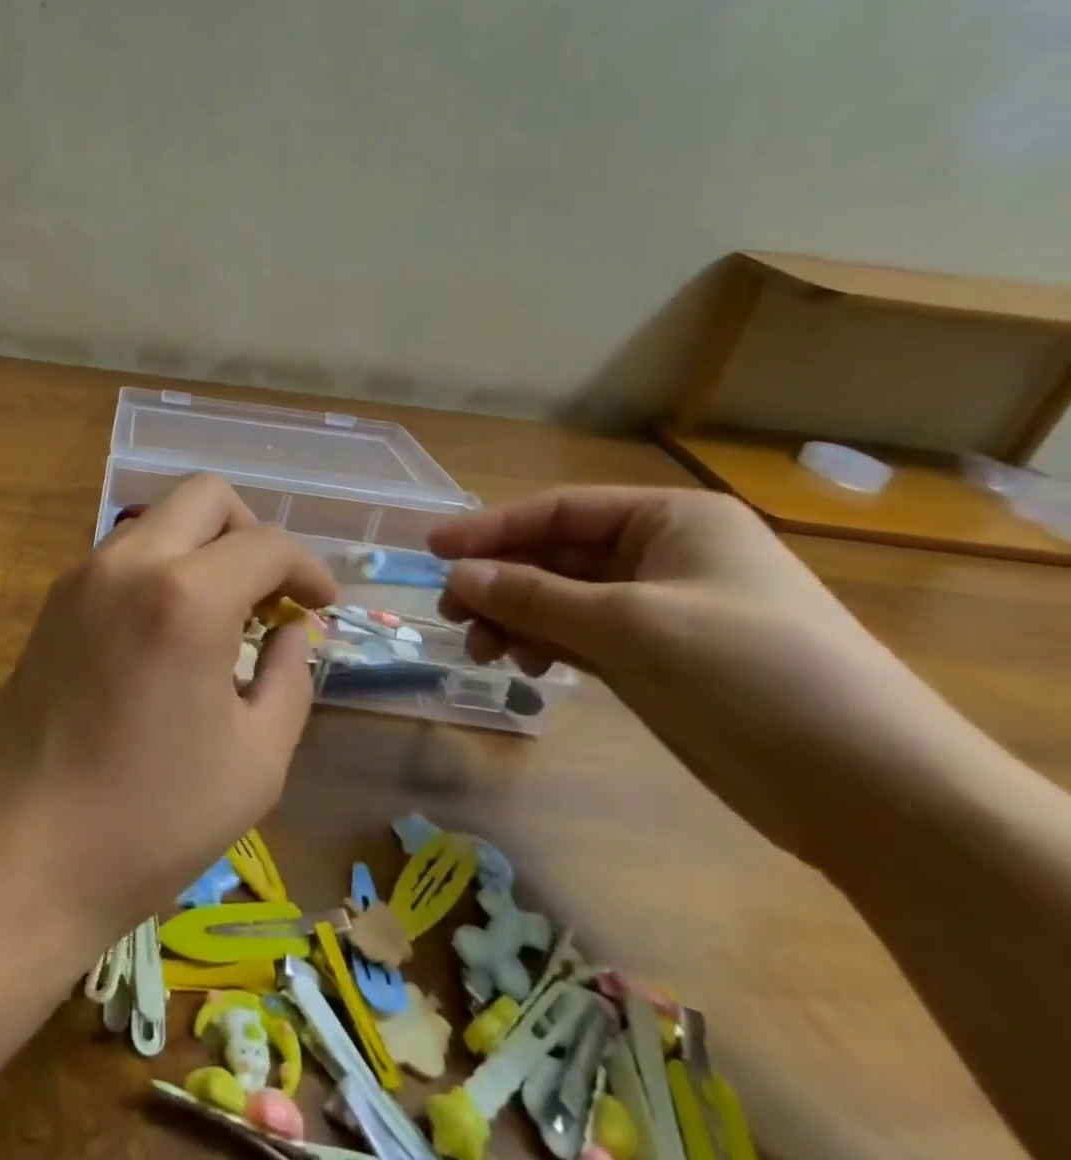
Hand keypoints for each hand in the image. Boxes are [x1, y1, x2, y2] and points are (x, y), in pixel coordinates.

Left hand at [0, 474, 335, 947]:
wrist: (20, 850)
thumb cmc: (151, 819)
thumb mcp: (256, 760)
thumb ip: (290, 678)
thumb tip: (292, 632)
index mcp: (187, 597)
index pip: (266, 543)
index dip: (307, 568)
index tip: (322, 606)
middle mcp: (130, 563)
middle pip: (205, 495)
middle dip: (251, 531)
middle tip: (271, 592)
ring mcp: (83, 575)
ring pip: (159, 519)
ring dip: (203, 547)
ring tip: (225, 615)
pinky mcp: (55, 600)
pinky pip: (124, 554)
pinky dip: (163, 567)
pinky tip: (171, 631)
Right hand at [428, 487, 953, 863]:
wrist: (871, 793)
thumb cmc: (748, 673)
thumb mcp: (628, 625)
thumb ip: (532, 596)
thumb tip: (455, 576)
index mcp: (672, 521)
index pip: (559, 511)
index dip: (491, 529)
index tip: (433, 549)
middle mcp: (663, 556)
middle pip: (555, 557)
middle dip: (500, 583)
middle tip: (451, 614)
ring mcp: (661, 610)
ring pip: (562, 601)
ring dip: (517, 620)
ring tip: (483, 652)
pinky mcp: (658, 660)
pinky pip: (581, 637)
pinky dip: (547, 647)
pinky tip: (526, 668)